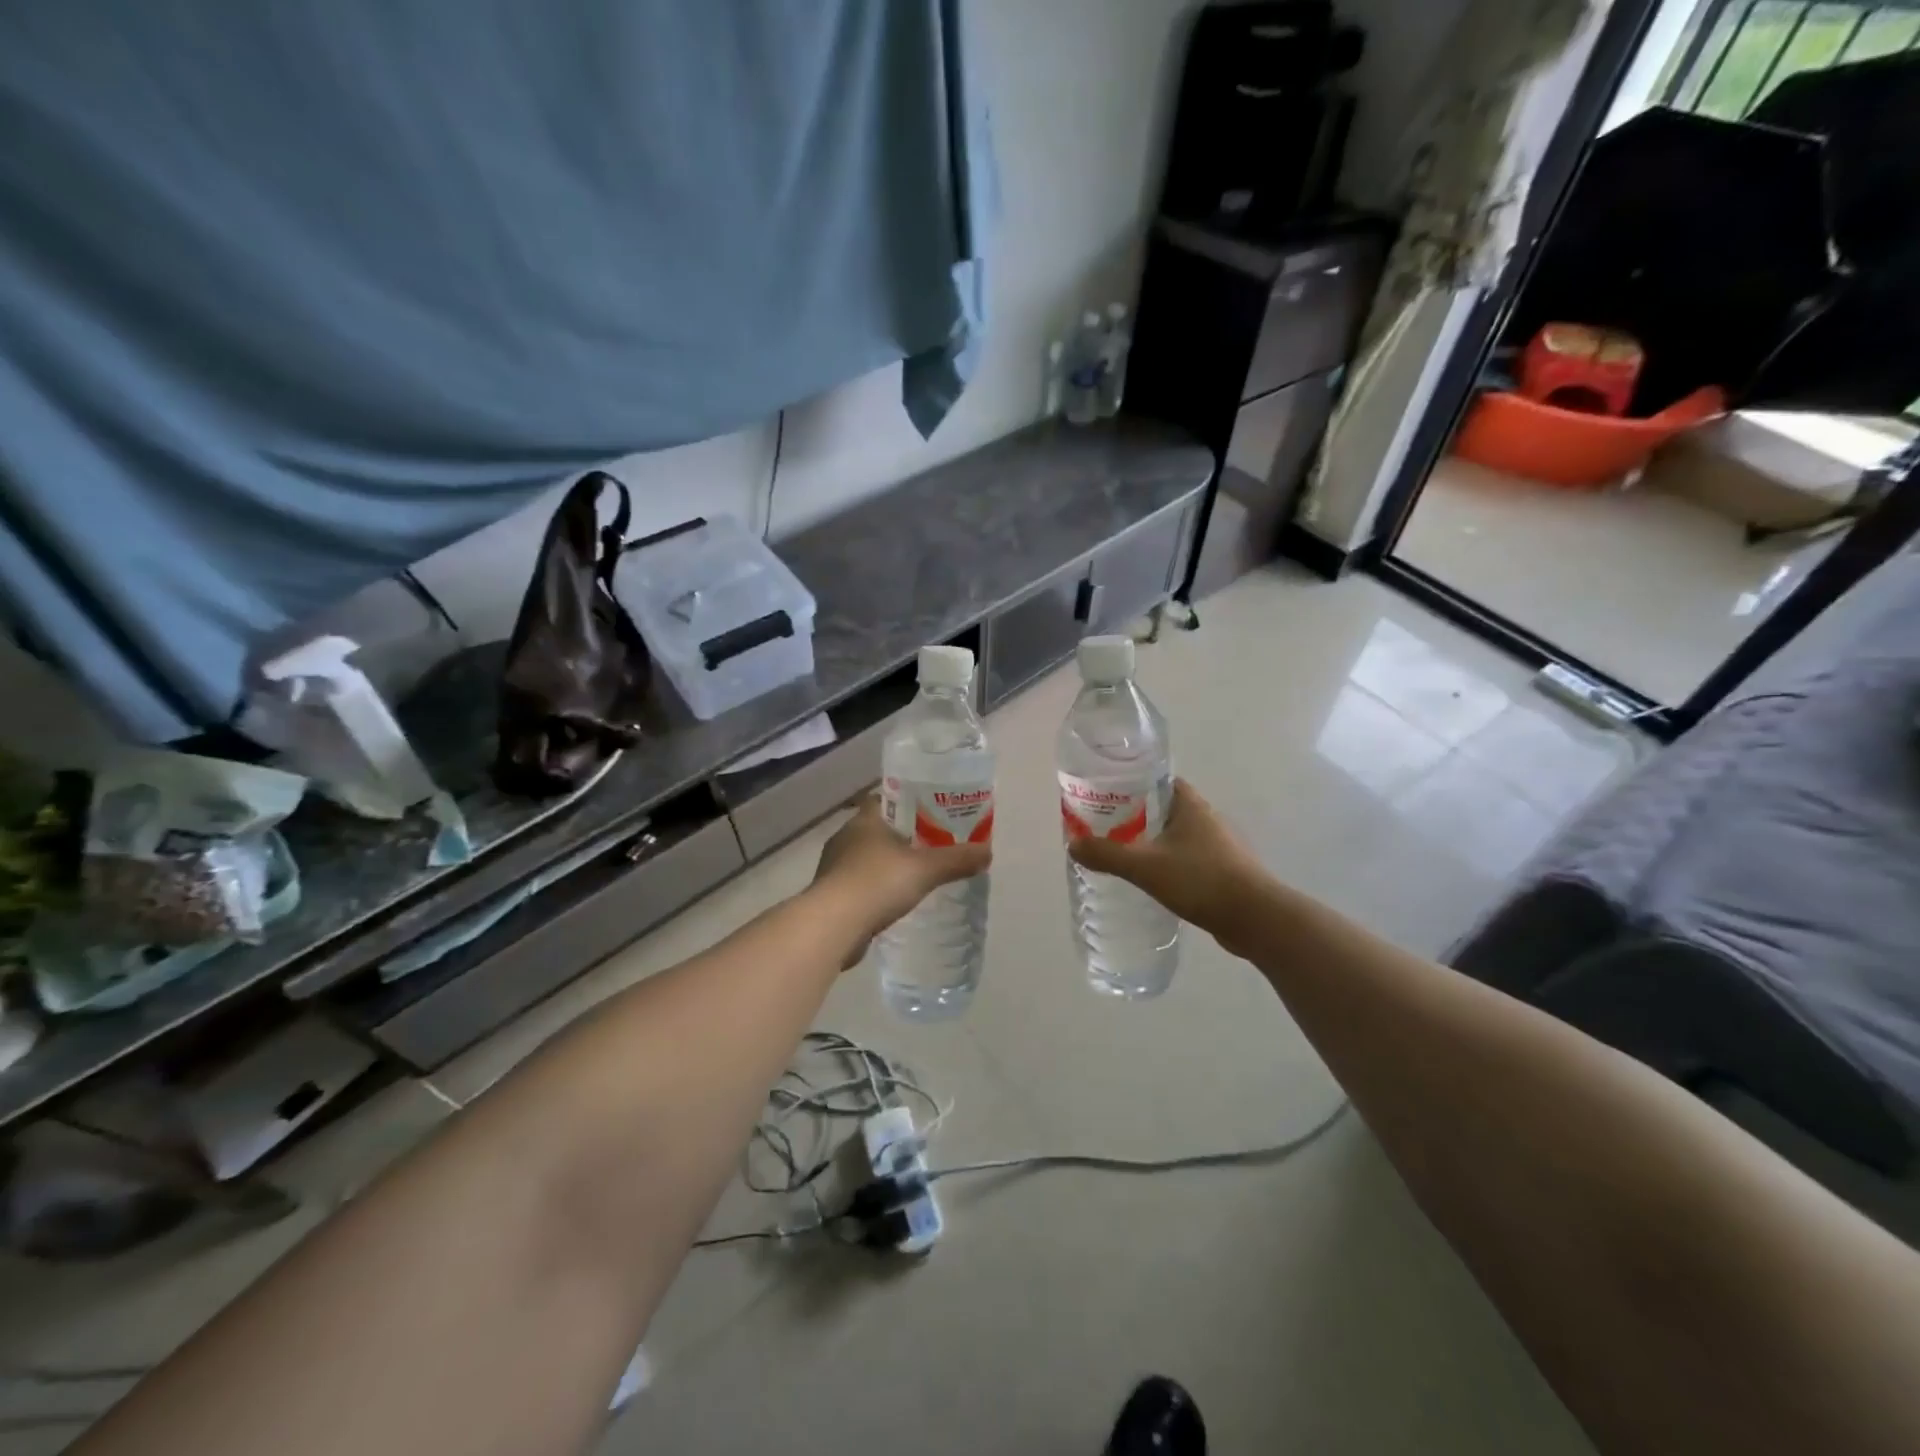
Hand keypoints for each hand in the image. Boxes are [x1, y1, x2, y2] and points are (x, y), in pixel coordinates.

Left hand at [811, 797, 990, 961]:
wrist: (832, 926)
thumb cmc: (877, 883)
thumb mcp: (926, 869)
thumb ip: (957, 859)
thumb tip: (988, 852)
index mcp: (865, 819)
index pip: (886, 798)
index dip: (908, 801)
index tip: (932, 810)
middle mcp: (846, 837)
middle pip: (879, 828)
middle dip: (903, 835)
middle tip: (933, 843)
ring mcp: (835, 866)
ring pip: (868, 857)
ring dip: (888, 863)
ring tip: (917, 873)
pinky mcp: (832, 894)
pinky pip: (860, 883)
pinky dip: (877, 888)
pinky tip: (895, 900)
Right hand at [1067, 779, 1265, 955]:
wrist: (1256, 919)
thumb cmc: (1201, 880)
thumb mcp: (1145, 866)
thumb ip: (1107, 854)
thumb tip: (1072, 844)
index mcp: (1190, 805)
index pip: (1157, 781)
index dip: (1131, 785)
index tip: (1105, 796)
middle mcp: (1205, 819)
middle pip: (1163, 808)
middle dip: (1135, 816)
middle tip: (1103, 828)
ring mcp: (1216, 846)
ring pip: (1174, 836)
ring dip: (1150, 842)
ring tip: (1120, 854)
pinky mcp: (1221, 871)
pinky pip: (1185, 859)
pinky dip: (1166, 864)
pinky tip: (1149, 880)